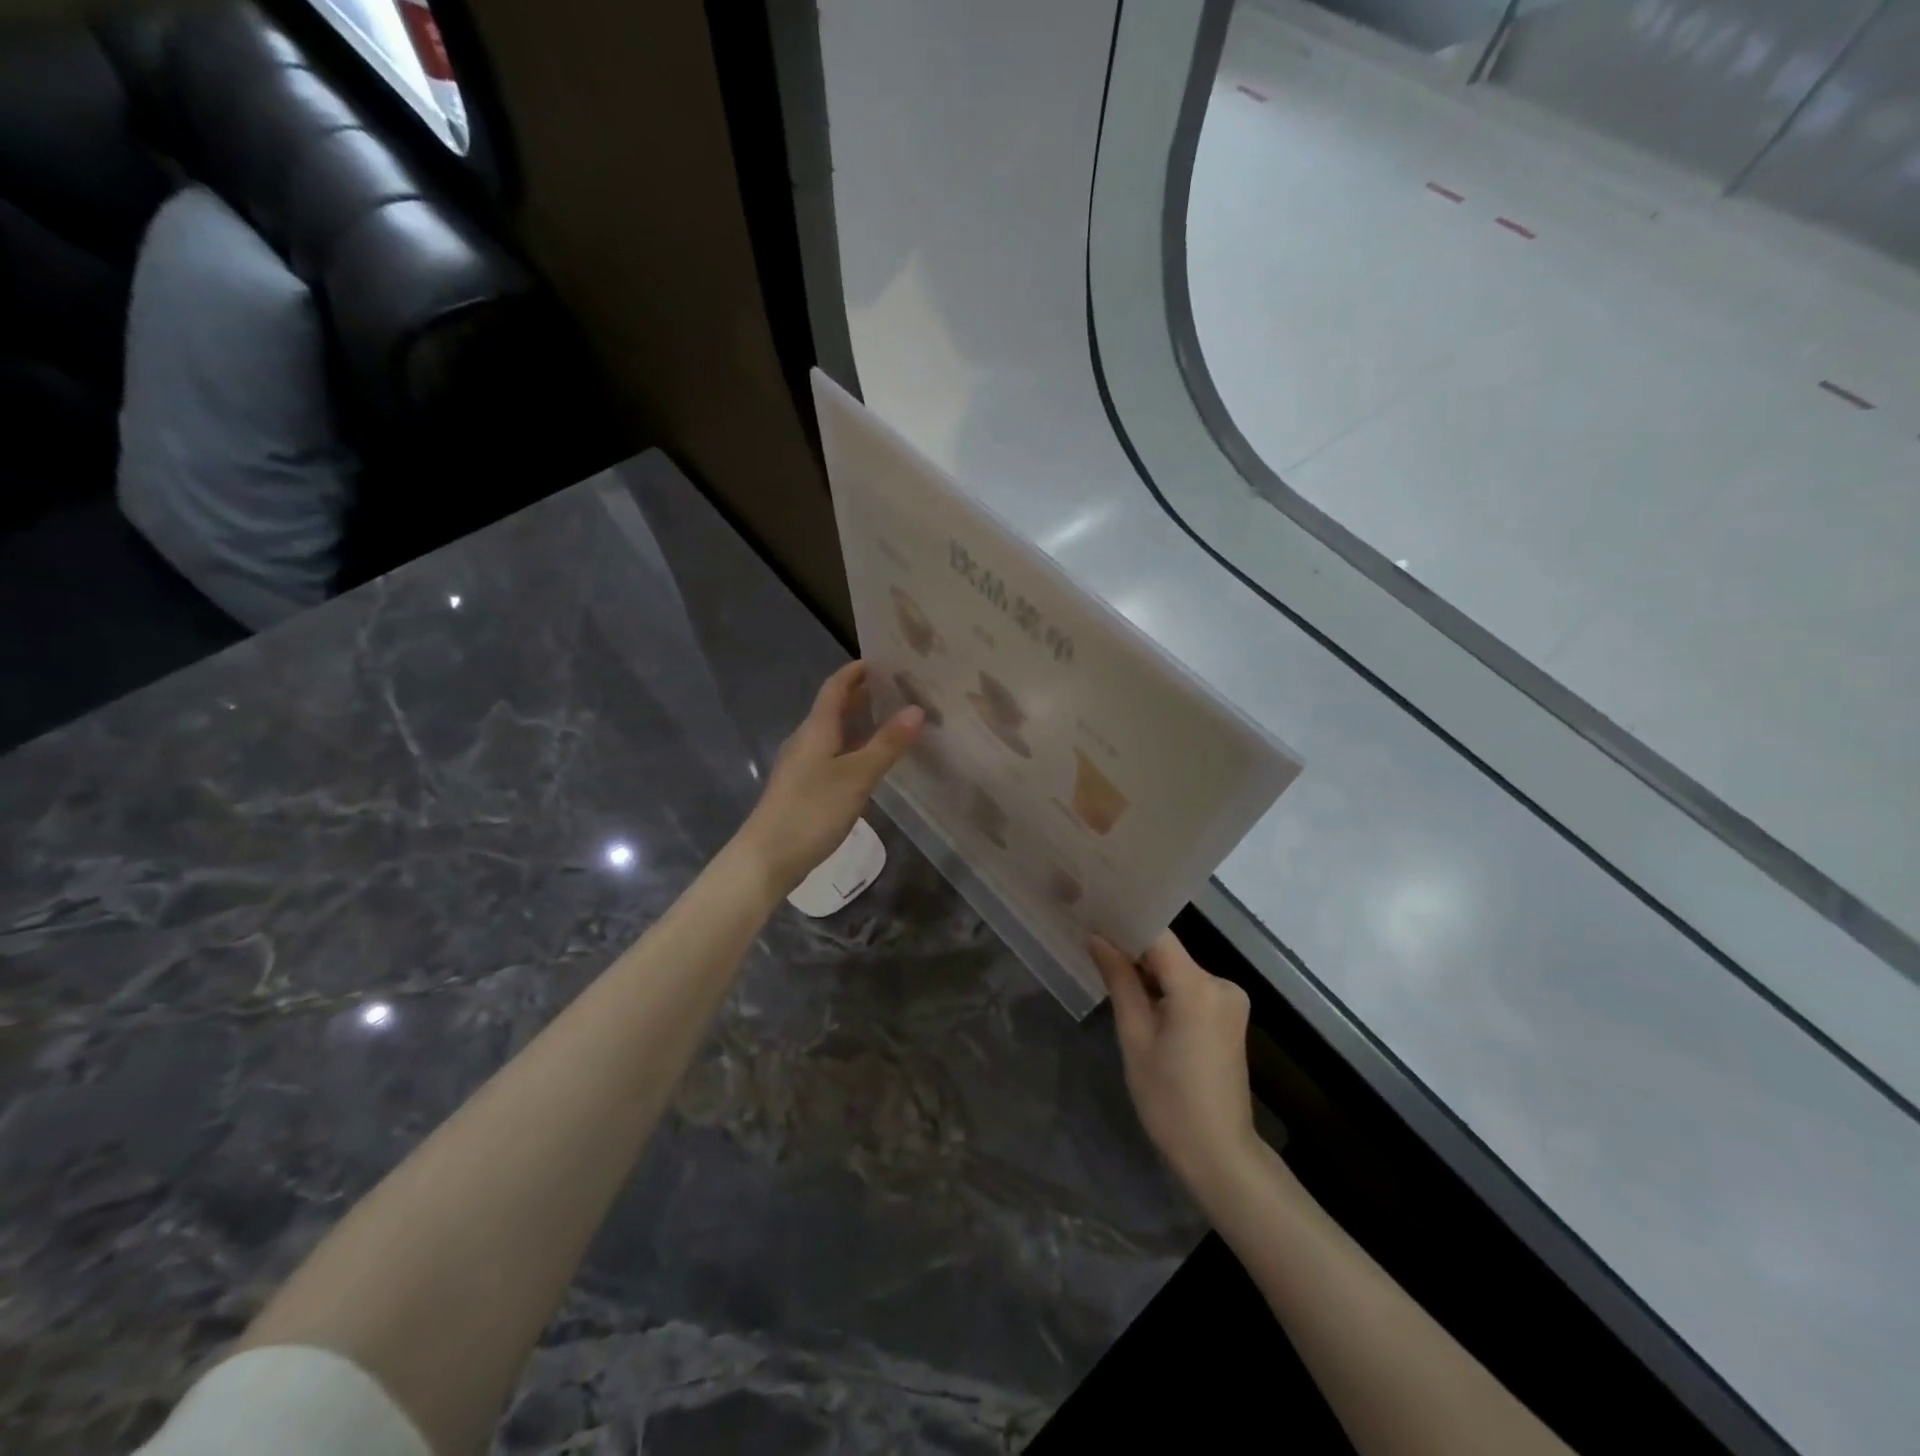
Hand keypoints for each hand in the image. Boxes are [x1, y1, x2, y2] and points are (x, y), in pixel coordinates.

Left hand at [736, 662, 923, 896]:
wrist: (767, 858)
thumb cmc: (812, 810)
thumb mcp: (857, 776)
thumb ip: (887, 744)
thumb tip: (917, 709)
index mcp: (816, 728)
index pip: (836, 686)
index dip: (857, 671)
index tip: (886, 661)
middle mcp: (807, 739)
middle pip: (835, 708)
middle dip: (864, 695)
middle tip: (901, 690)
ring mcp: (803, 765)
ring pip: (835, 733)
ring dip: (861, 723)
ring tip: (895, 722)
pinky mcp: (804, 788)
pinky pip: (833, 755)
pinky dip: (855, 748)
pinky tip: (872, 762)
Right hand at [1091, 932, 1260, 1203]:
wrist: (1218, 1153)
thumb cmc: (1169, 1100)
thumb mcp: (1135, 1038)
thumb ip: (1119, 981)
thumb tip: (1097, 938)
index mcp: (1198, 987)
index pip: (1157, 936)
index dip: (1124, 924)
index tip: (1092, 918)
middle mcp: (1221, 983)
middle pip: (1168, 952)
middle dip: (1131, 950)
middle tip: (1091, 947)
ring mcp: (1230, 999)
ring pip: (1177, 969)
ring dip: (1147, 972)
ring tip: (1108, 972)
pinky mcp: (1229, 1014)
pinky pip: (1190, 987)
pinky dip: (1165, 988)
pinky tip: (1139, 999)